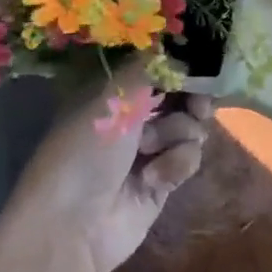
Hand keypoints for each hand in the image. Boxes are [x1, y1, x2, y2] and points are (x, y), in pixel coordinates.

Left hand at [4, 62, 208, 271]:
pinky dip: (176, 163)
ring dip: (177, 134)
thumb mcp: (113, 96)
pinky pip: (188, 157)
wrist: (72, 226)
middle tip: (198, 107)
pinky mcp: (163, 180)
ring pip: (189, 126)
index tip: (199, 66)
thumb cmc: (85, 150)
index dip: (180, 65)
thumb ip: (151, 65)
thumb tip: (178, 45)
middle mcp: (131, 116)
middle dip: (192, 98)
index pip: (156, 66)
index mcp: (112, 91)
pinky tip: (155, 178)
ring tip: (153, 149)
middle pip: (180, 95)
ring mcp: (148, 149)